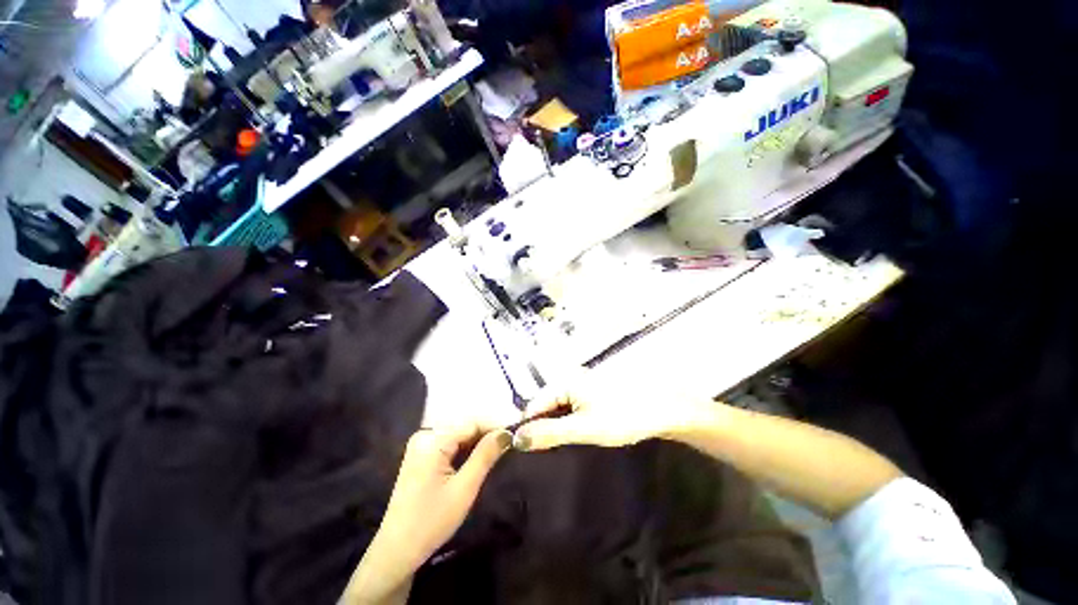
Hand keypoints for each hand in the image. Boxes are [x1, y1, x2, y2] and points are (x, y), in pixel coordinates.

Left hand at [343, 423, 511, 603]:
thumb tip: (506, 432)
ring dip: (478, 442)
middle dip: (487, 434)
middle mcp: (425, 435)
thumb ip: (485, 455)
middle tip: (510, 444)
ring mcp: (422, 444)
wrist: (397, 551)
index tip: (516, 434)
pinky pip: (450, 444)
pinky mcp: (422, 455)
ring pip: (459, 435)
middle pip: (465, 427)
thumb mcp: (464, 488)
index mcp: (432, 440)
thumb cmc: (431, 521)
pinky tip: (478, 457)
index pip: (472, 423)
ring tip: (499, 449)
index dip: (495, 427)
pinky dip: (466, 449)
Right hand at [512, 368, 711, 451]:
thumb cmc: (622, 417)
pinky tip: (572, 437)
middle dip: (542, 428)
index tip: (525, 453)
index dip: (528, 428)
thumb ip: (549, 433)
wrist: (661, 410)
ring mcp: (580, 385)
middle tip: (544, 454)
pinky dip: (567, 422)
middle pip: (544, 405)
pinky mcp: (590, 393)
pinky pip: (569, 408)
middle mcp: (569, 378)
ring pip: (557, 408)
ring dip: (555, 427)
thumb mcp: (583, 429)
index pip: (533, 405)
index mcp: (564, 380)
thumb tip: (516, 439)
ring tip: (557, 449)